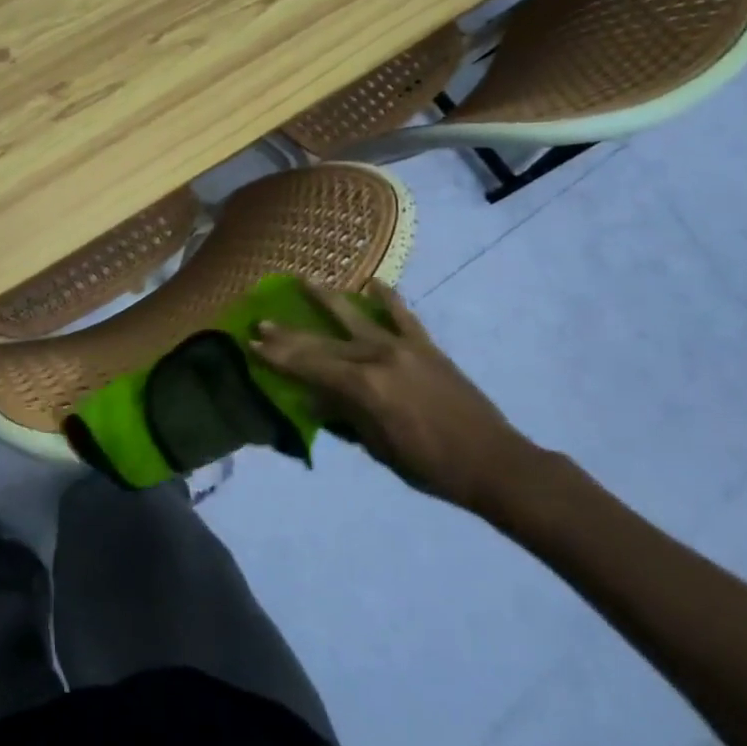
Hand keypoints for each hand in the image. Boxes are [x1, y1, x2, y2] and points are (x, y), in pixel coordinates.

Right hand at [253, 280, 538, 514]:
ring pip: (356, 318)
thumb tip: (313, 399)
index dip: (279, 356)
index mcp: (365, 387)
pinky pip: (402, 315)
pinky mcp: (426, 346)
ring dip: (328, 300)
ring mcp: (403, 347)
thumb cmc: (430, 466)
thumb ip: (345, 417)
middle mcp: (379, 358)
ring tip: (305, 279)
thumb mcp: (379, 448)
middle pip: (325, 344)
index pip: (310, 367)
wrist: (494, 462)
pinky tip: (372, 282)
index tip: (252, 342)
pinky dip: (387, 298)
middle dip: (290, 335)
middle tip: (262, 321)